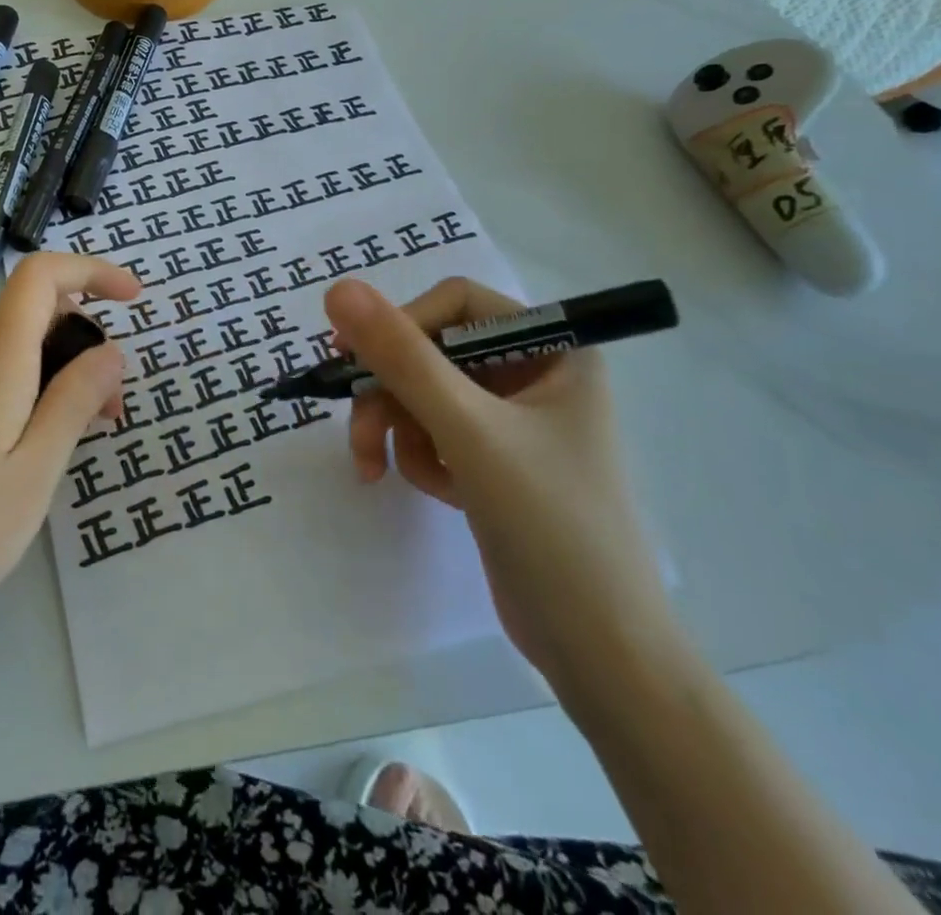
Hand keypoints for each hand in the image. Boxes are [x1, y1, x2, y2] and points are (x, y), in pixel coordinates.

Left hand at [0, 253, 138, 689]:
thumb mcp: (29, 478)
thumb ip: (72, 404)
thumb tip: (111, 350)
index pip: (39, 277)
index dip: (90, 270)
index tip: (136, 300)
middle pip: (29, 315)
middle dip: (83, 341)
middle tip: (113, 409)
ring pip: (7, 355)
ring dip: (54, 375)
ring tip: (78, 441)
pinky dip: (21, 398)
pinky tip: (23, 460)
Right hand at [325, 276, 681, 698]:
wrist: (601, 652)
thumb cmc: (550, 524)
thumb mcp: (468, 431)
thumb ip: (402, 358)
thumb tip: (338, 289)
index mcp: (554, 349)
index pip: (456, 304)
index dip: (401, 324)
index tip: (352, 359)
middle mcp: (535, 374)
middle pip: (432, 351)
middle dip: (390, 392)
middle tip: (361, 435)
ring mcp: (514, 420)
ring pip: (424, 393)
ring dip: (397, 429)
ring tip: (383, 471)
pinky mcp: (496, 460)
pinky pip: (435, 432)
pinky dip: (421, 457)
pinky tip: (440, 492)